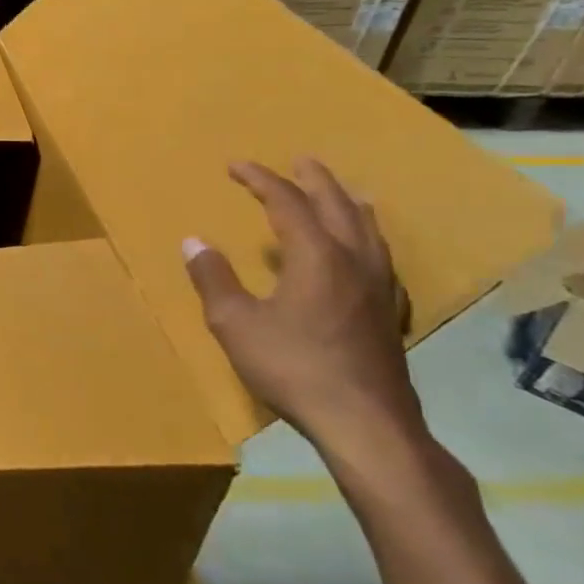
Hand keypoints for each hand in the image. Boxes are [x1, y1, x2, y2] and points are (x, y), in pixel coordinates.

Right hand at [183, 159, 427, 462]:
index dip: (261, 180)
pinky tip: (366, 253)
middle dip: (315, 180)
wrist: (365, 423)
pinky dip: (368, 239)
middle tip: (299, 160)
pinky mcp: (388, 313)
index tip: (235, 166)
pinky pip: (380, 258)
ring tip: (343, 193)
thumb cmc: (293, 367)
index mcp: (316, 256)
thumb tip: (194, 242)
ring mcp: (378, 288)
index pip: (287, 203)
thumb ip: (214, 279)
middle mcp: (353, 261)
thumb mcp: (235, 323)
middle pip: (337, 206)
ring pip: (368, 230)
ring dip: (348, 204)